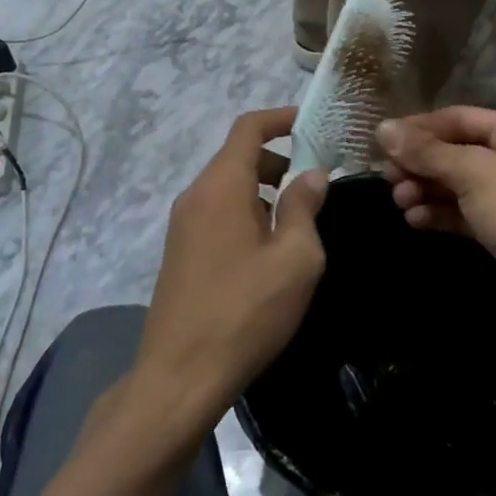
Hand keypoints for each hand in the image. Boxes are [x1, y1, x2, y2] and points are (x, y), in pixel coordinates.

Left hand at [134, 107, 327, 431]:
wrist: (180, 376)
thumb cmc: (246, 310)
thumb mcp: (295, 258)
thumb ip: (304, 207)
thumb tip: (311, 174)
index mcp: (222, 186)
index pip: (248, 128)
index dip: (281, 118)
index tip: (312, 124)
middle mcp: (196, 195)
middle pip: (237, 156)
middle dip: (278, 159)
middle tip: (315, 182)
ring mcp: (182, 225)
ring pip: (227, 187)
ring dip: (263, 189)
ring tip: (297, 221)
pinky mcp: (179, 252)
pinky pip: (216, 212)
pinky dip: (245, 212)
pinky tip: (268, 251)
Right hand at [378, 107, 495, 327]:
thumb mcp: (473, 173)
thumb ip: (426, 151)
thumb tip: (382, 128)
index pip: (458, 118)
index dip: (419, 128)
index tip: (383, 143)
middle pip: (456, 151)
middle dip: (420, 164)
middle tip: (388, 178)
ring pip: (458, 183)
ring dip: (426, 189)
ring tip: (400, 202)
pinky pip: (464, 211)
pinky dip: (440, 213)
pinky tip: (416, 221)